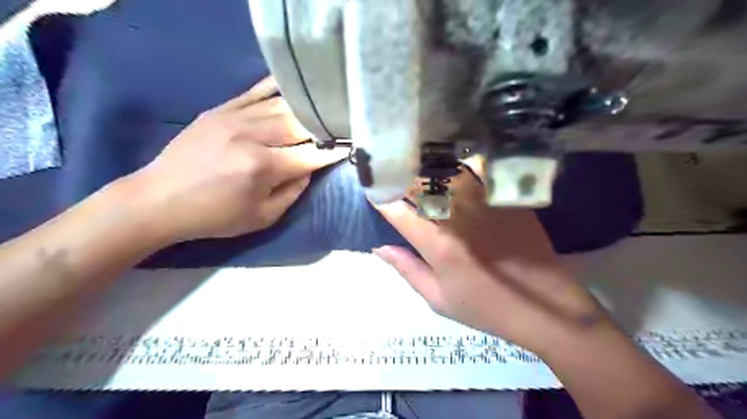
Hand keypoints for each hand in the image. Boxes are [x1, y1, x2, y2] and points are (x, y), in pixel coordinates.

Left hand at [130, 76, 349, 242]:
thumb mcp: (262, 218)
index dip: (334, 152)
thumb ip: (292, 192)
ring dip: (306, 109)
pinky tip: (294, 84)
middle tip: (340, 127)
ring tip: (323, 109)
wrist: (159, 199)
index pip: (311, 156)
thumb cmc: (215, 216)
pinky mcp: (220, 110)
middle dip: (324, 127)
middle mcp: (252, 137)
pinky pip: (255, 91)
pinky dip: (278, 87)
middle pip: (300, 125)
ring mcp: (234, 118)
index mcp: (263, 168)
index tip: (352, 147)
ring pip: (282, 106)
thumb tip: (308, 169)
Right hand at [374, 165, 605, 350]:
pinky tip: (453, 168)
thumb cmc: (486, 307)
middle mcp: (458, 215)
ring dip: (427, 168)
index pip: (396, 209)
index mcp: (437, 243)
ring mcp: (485, 202)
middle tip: (392, 174)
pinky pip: (477, 172)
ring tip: (418, 164)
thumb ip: (406, 269)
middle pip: (419, 183)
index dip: (379, 197)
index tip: (372, 191)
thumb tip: (379, 247)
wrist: (545, 306)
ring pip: (446, 172)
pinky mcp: (505, 198)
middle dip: (400, 177)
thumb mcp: (438, 299)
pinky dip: (459, 168)